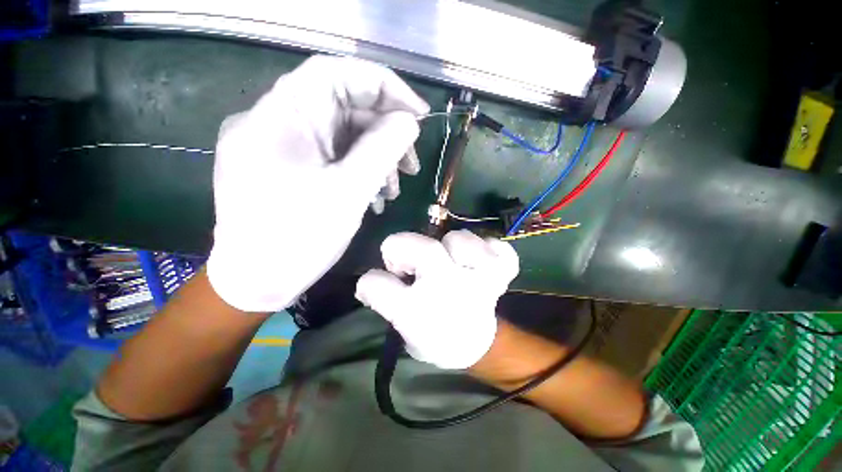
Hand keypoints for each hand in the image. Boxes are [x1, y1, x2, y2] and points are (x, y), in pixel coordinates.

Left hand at [207, 56, 428, 311]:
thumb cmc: (297, 239)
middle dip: (385, 134)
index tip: (418, 113)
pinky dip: (360, 170)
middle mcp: (278, 122)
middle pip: (343, 108)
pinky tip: (375, 195)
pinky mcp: (291, 166)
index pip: (337, 74)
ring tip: (394, 190)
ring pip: (343, 135)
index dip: (384, 86)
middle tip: (411, 165)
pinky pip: (333, 156)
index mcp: (282, 117)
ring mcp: (284, 145)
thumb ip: (382, 149)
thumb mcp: (348, 192)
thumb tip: (409, 122)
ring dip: (376, 158)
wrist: (257, 281)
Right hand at [356, 230, 519, 368]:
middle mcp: (450, 287)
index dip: (379, 272)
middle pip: (423, 249)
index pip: (383, 283)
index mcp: (422, 306)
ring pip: (461, 240)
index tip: (388, 275)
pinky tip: (481, 259)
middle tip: (411, 266)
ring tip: (450, 262)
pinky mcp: (501, 271)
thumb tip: (366, 279)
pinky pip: (501, 249)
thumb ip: (380, 296)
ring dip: (449, 246)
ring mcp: (483, 277)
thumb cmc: (433, 331)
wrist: (473, 344)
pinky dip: (490, 248)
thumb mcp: (401, 320)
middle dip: (406, 249)